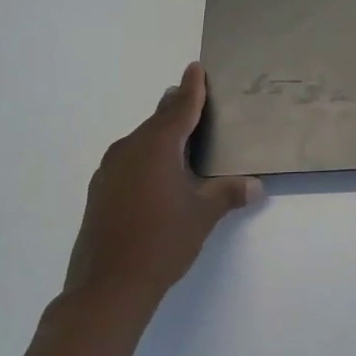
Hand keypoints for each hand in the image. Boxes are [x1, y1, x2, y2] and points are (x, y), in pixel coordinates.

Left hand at [63, 63, 262, 309]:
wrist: (106, 288)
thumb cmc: (161, 242)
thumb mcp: (202, 215)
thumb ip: (228, 194)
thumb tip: (255, 186)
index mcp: (158, 146)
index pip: (180, 107)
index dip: (192, 87)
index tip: (196, 67)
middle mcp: (130, 149)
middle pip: (158, 120)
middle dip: (175, 107)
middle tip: (192, 95)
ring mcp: (110, 170)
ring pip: (140, 139)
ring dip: (159, 133)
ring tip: (178, 133)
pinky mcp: (100, 191)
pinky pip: (128, 159)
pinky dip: (145, 155)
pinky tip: (155, 172)